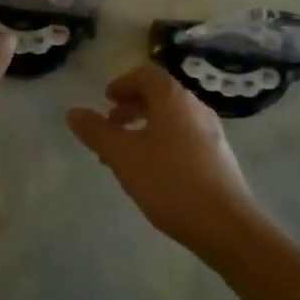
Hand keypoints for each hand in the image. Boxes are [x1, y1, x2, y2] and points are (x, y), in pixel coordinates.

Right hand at [68, 65, 264, 259]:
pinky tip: (153, 172)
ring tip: (126, 153)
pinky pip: (185, 137)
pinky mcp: (219, 157)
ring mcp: (212, 132)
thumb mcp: (123, 156)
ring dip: (146, 127)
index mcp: (174, 99)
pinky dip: (163, 142)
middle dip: (132, 106)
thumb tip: (73, 112)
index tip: (106, 100)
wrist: (225, 224)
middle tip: (112, 125)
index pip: (147, 75)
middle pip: (161, 95)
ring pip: (172, 118)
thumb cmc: (170, 182)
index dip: (123, 83)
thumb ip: (97, 132)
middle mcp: (196, 107)